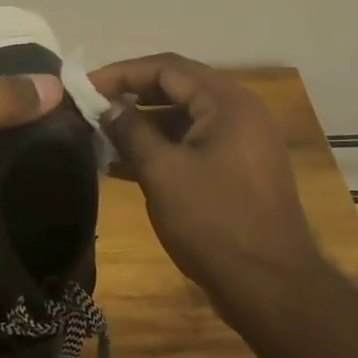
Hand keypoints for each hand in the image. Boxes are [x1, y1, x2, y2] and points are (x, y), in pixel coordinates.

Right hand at [90, 53, 325, 317]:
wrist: (272, 289)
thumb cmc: (215, 223)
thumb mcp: (163, 173)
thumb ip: (131, 131)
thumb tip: (107, 107)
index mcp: (227, 102)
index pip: (167, 68)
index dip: (122, 73)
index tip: (85, 86)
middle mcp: (239, 112)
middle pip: (176, 88)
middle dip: (131, 96)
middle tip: (91, 107)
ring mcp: (242, 142)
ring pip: (183, 119)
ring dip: (143, 125)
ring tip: (100, 137)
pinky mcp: (238, 170)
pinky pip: (192, 145)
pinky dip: (161, 149)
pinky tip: (123, 165)